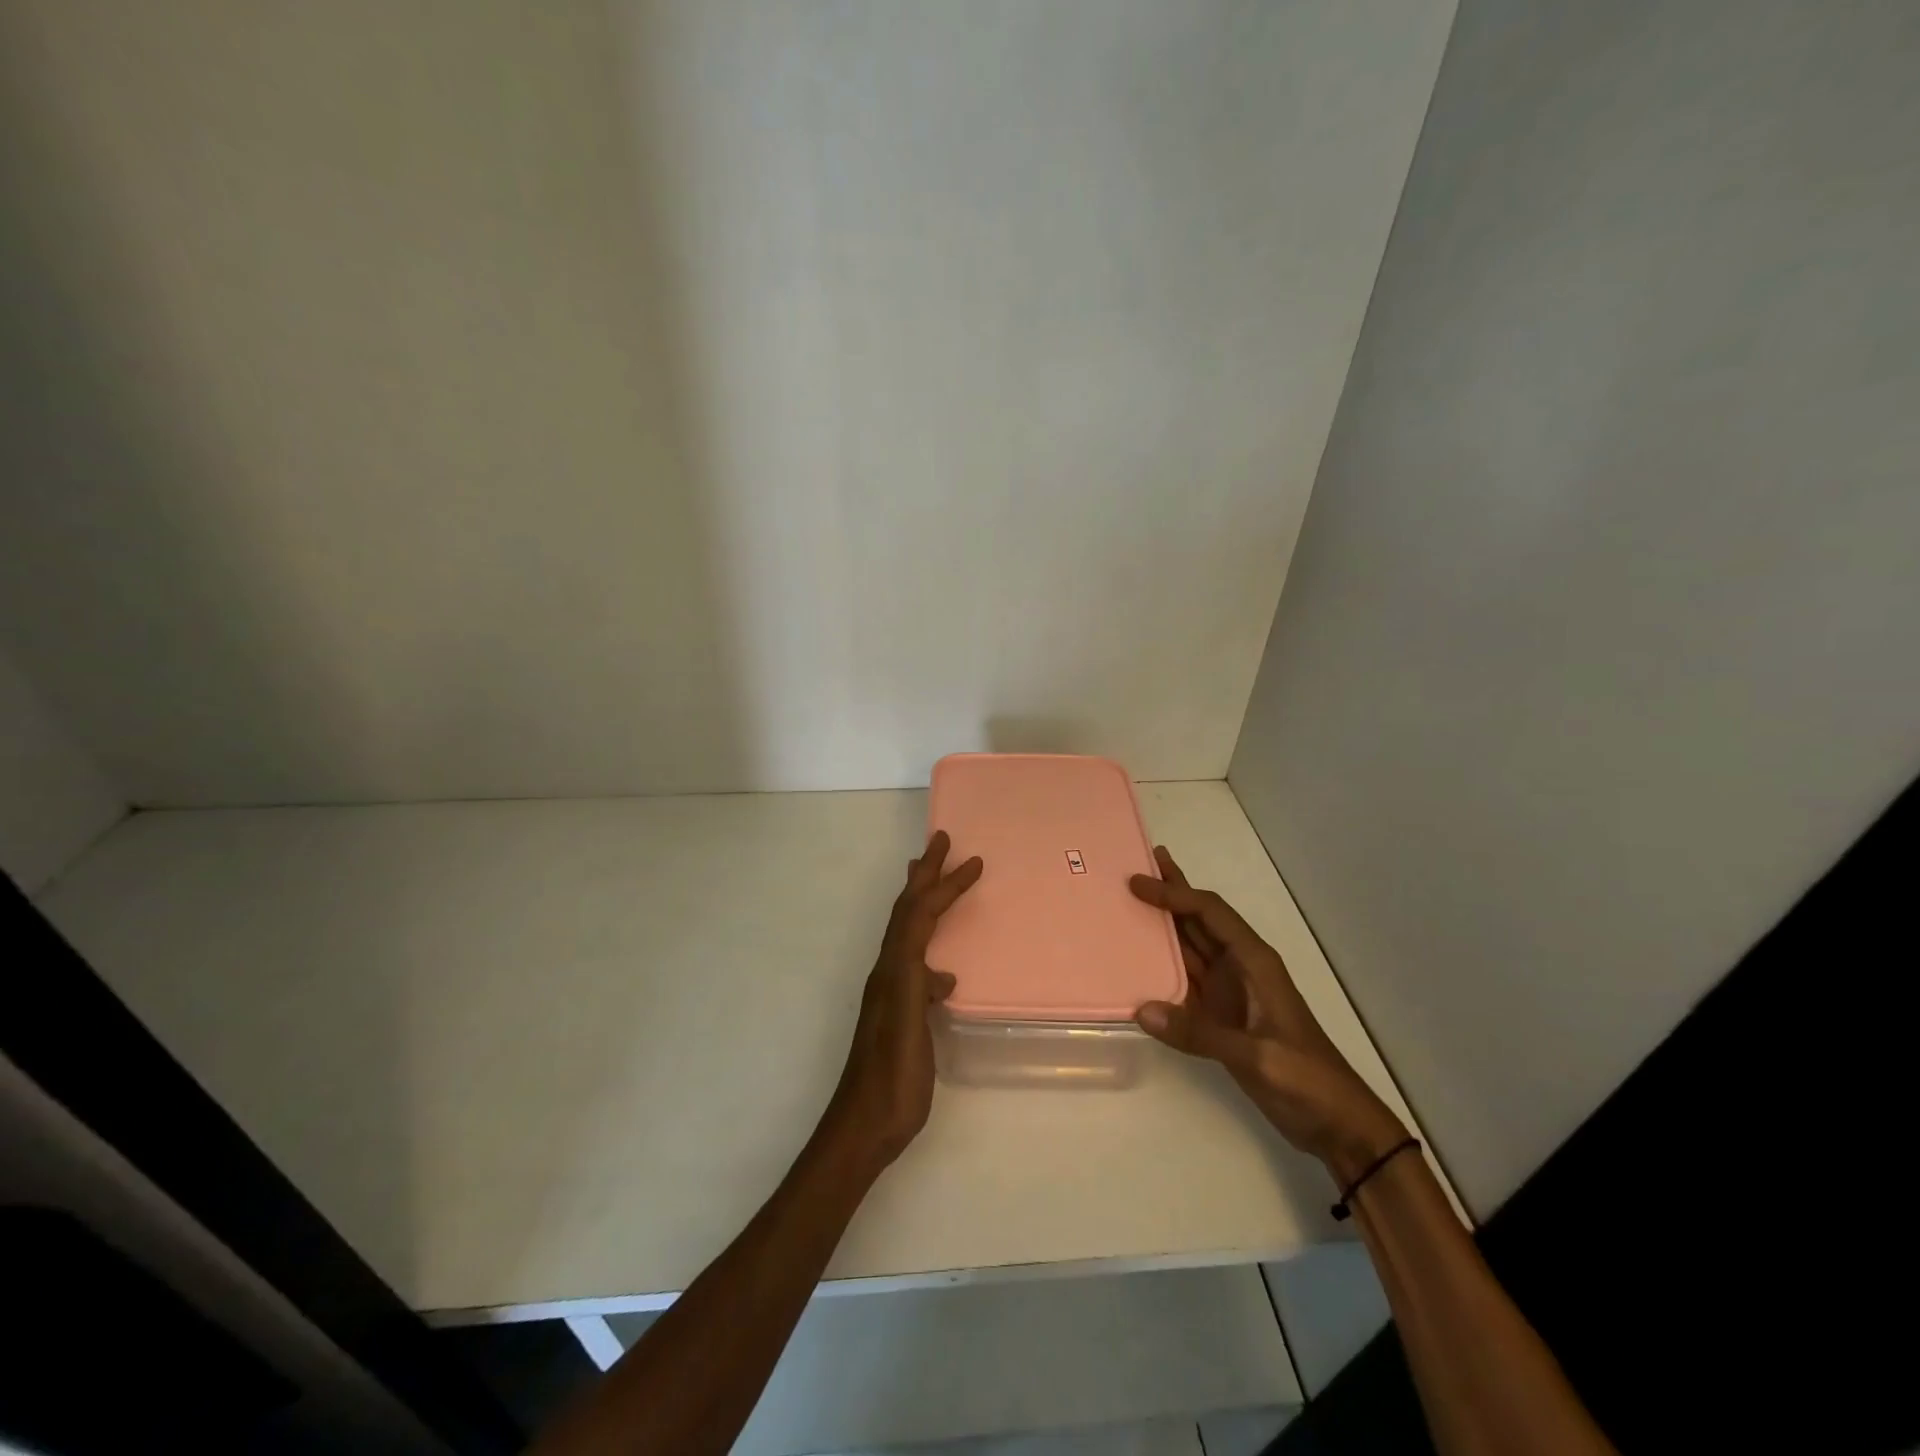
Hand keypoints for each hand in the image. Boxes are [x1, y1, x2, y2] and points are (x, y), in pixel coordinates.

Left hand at [821, 830, 982, 1173]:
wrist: (865, 1124)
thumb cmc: (893, 1080)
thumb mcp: (907, 1028)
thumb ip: (918, 990)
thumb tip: (942, 970)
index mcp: (892, 970)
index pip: (918, 913)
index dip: (943, 884)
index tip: (972, 860)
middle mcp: (888, 972)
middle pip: (907, 912)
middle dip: (925, 875)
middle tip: (941, 842)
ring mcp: (891, 992)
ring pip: (908, 933)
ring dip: (922, 901)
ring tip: (932, 881)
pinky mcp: (900, 1012)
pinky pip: (916, 960)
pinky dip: (929, 944)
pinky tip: (943, 969)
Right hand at [1130, 847, 1406, 1184]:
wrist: (1336, 1124)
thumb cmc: (1306, 1078)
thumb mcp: (1257, 1056)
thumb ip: (1200, 1032)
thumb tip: (1141, 1010)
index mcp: (1254, 962)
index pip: (1209, 913)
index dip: (1175, 893)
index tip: (1137, 882)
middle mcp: (1239, 967)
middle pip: (1199, 919)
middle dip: (1171, 891)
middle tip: (1138, 864)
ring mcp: (1230, 992)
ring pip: (1190, 946)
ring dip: (1163, 924)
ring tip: (1130, 901)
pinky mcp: (1221, 1016)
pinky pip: (1184, 982)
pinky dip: (1161, 967)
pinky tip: (1137, 962)